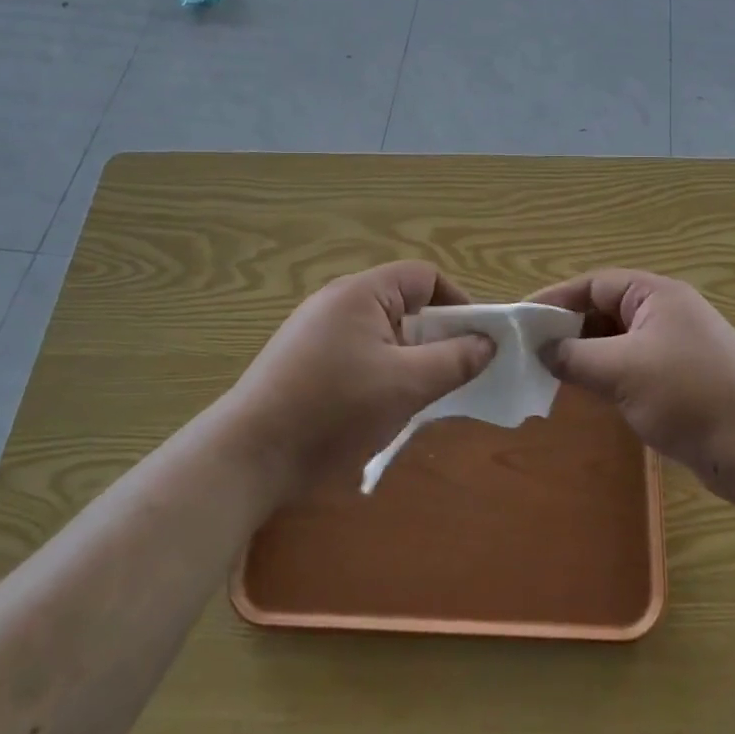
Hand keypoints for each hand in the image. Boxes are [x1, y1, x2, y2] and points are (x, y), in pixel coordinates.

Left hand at [225, 261, 494, 492]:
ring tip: (416, 398)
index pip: (425, 277)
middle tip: (450, 375)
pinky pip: (356, 353)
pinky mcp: (301, 360)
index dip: (457, 303)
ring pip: (381, 333)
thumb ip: (454, 359)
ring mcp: (314, 331)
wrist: (247, 457)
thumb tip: (487, 342)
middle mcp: (336, 301)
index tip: (475, 342)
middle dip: (434, 337)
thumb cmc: (334, 410)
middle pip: (403, 304)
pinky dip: (378, 373)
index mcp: (362, 293)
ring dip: (406, 360)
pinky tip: (377, 409)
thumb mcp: (407, 386)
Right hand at [529, 269, 734, 503]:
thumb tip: (542, 351)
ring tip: (549, 372)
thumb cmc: (688, 395)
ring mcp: (675, 346)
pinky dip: (606, 374)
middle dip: (568, 328)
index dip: (556, 298)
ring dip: (586, 354)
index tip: (520, 319)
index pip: (595, 284)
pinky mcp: (680, 379)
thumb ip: (575, 357)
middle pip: (605, 310)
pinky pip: (631, 366)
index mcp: (656, 294)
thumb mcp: (622, 371)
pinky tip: (586, 393)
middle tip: (530, 350)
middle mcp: (666, 312)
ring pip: (617, 341)